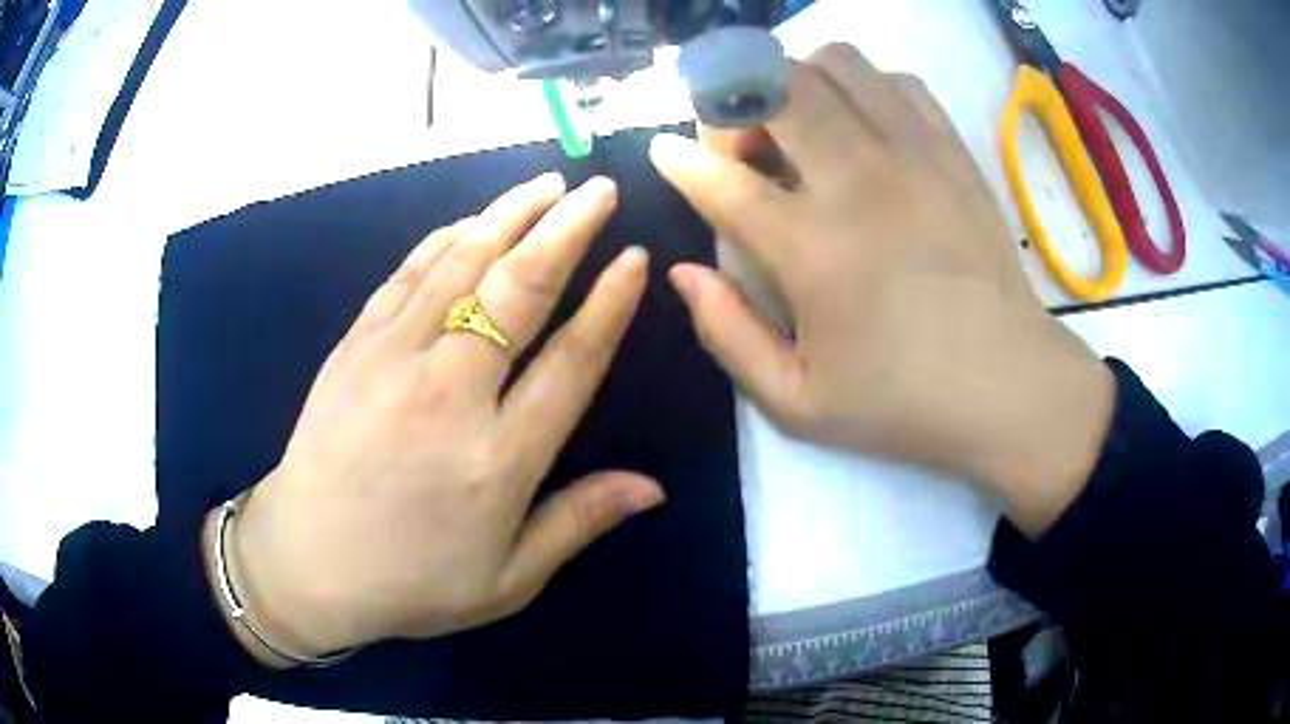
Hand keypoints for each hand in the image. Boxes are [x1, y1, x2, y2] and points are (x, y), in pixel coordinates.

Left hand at [205, 174, 663, 664]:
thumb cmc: (411, 582)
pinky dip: (443, 241)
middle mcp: (449, 395)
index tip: (634, 257)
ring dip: (508, 217)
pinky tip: (470, 222)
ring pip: (461, 267)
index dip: (608, 305)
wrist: (304, 564)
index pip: (571, 362)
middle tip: (599, 189)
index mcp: (498, 460)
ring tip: (546, 184)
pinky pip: (405, 277)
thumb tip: (652, 487)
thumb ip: (577, 523)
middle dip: (565, 231)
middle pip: (518, 292)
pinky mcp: (353, 348)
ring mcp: (392, 361)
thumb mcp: (506, 580)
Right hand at [650, 45, 1113, 533]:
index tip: (665, 154)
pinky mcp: (953, 151)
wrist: (1008, 386)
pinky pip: (896, 81)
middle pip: (773, 84)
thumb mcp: (796, 402)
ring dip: (797, 82)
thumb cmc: (902, 402)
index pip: (720, 176)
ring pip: (835, 61)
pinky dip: (864, 89)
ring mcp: (914, 155)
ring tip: (800, 128)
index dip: (679, 159)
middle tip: (744, 147)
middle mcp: (860, 181)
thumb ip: (727, 335)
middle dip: (735, 102)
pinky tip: (863, 129)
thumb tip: (683, 273)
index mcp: (813, 250)